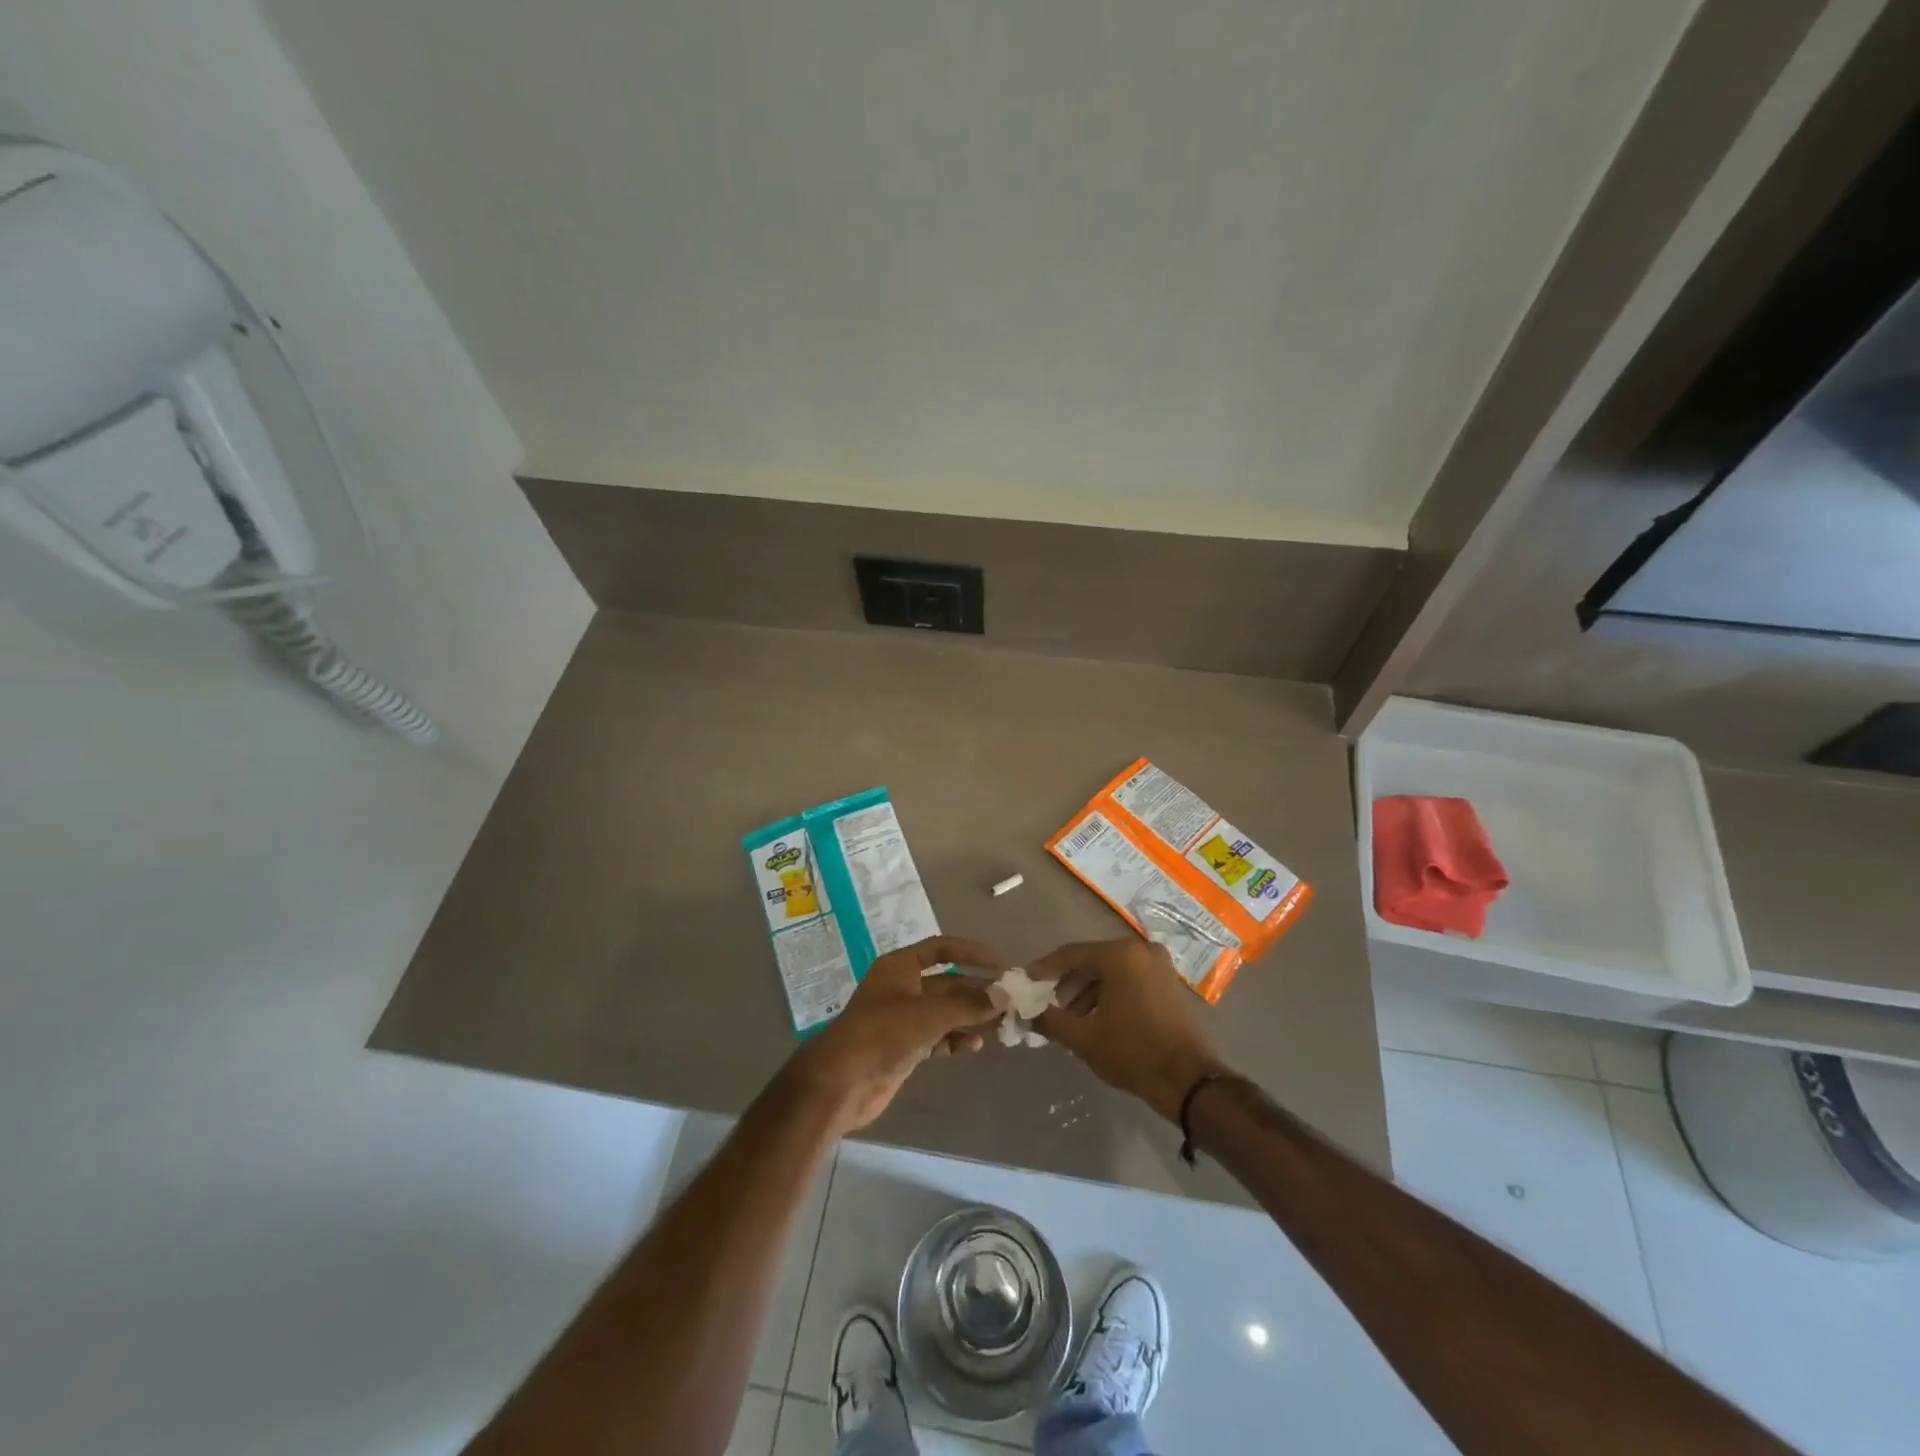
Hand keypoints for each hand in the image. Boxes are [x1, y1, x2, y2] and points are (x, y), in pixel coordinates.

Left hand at [787, 936, 1009, 1136]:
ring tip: (1000, 1026)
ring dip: (970, 1017)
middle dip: (976, 992)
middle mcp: (902, 987)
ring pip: (944, 1012)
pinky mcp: (904, 1047)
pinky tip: (974, 1046)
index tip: (1001, 964)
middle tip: (1010, 1002)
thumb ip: (968, 1005)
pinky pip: (937, 1037)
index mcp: (900, 967)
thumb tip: (1004, 995)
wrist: (841, 1083)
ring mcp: (902, 1019)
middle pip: (947, 983)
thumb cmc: (882, 1034)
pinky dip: (955, 1039)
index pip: (942, 949)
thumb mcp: (928, 1015)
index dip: (972, 953)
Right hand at [1030, 940, 1231, 1121]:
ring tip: (1070, 1018)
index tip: (1025, 981)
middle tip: (1047, 1004)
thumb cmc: (1133, 1053)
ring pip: (1111, 972)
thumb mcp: (1084, 1038)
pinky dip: (1109, 994)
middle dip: (1067, 984)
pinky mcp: (1168, 983)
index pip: (1072, 954)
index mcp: (1121, 955)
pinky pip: (1129, 980)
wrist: (1189, 1082)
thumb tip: (1025, 1012)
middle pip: (1092, 961)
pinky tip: (1095, 1018)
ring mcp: (1159, 966)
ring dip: (1087, 992)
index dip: (1045, 969)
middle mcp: (1141, 951)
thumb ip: (1049, 1020)